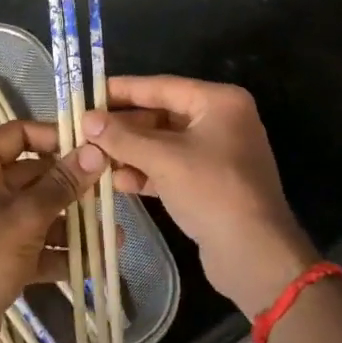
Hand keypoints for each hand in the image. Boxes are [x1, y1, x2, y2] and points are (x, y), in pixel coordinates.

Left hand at [0, 120, 104, 342]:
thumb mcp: (27, 217)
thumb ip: (63, 184)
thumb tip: (96, 152)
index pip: (20, 133)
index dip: (56, 137)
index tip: (92, 147)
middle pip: (33, 174)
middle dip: (72, 187)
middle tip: (110, 190)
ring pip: (36, 210)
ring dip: (71, 223)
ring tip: (112, 234)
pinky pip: (32, 240)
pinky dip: (58, 250)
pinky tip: (95, 260)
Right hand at [81, 76, 316, 317]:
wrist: (255, 256)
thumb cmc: (212, 191)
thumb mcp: (163, 158)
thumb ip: (122, 136)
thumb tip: (86, 119)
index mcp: (219, 102)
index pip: (162, 86)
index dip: (122, 90)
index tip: (89, 93)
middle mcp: (221, 121)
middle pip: (161, 115)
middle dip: (124, 127)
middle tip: (85, 131)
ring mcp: (217, 154)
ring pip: (163, 144)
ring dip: (130, 151)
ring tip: (94, 158)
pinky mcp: (210, 183)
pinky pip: (171, 168)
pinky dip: (146, 172)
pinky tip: (118, 181)